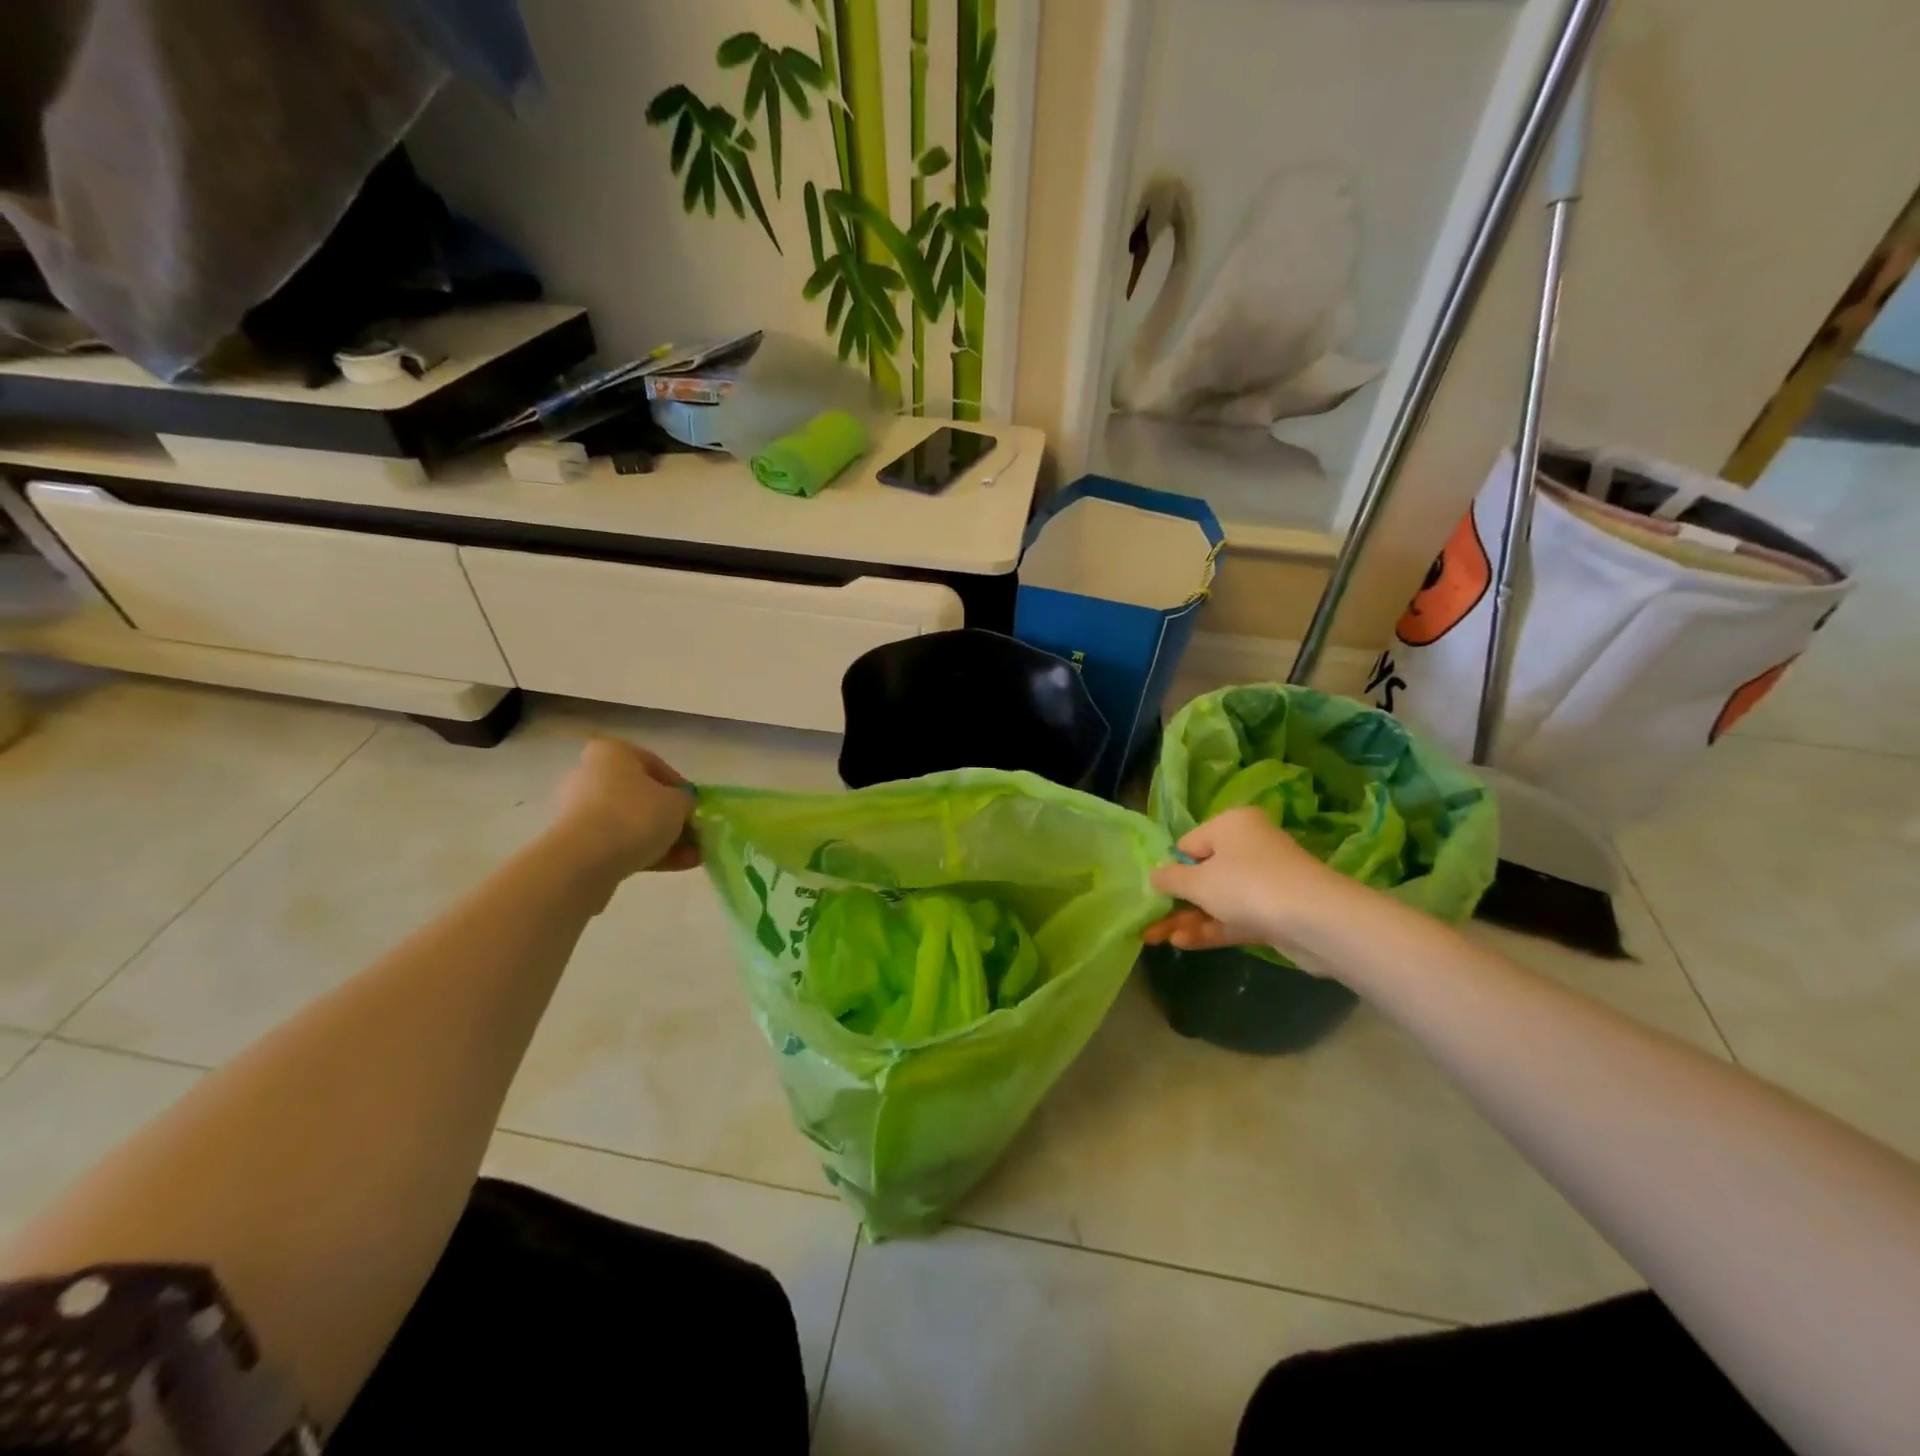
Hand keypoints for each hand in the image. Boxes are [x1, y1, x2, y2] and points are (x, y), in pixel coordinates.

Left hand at [552, 739, 700, 877]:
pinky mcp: (577, 842)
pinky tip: (676, 866)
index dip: (680, 786)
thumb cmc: (636, 815)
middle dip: (669, 816)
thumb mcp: (678, 803)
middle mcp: (591, 776)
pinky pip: (619, 842)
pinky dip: (646, 851)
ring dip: (663, 838)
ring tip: (691, 857)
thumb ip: (685, 800)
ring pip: (631, 822)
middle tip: (693, 832)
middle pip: (640, 796)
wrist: (586, 859)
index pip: (654, 764)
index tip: (694, 804)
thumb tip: (682, 805)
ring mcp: (580, 810)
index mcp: (612, 753)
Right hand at [1145, 807, 1351, 954]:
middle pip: (1203, 873)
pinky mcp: (1275, 913)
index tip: (1154, 892)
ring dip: (1188, 918)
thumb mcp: (1197, 881)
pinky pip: (1235, 917)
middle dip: (1175, 900)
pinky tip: (1181, 944)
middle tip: (1148, 920)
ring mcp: (1265, 881)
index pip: (1189, 843)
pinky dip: (1210, 928)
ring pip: (1217, 899)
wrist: (1316, 921)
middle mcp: (1250, 847)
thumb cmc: (1247, 885)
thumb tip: (1154, 875)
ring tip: (1154, 939)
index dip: (1171, 868)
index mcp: (1232, 824)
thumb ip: (1171, 879)